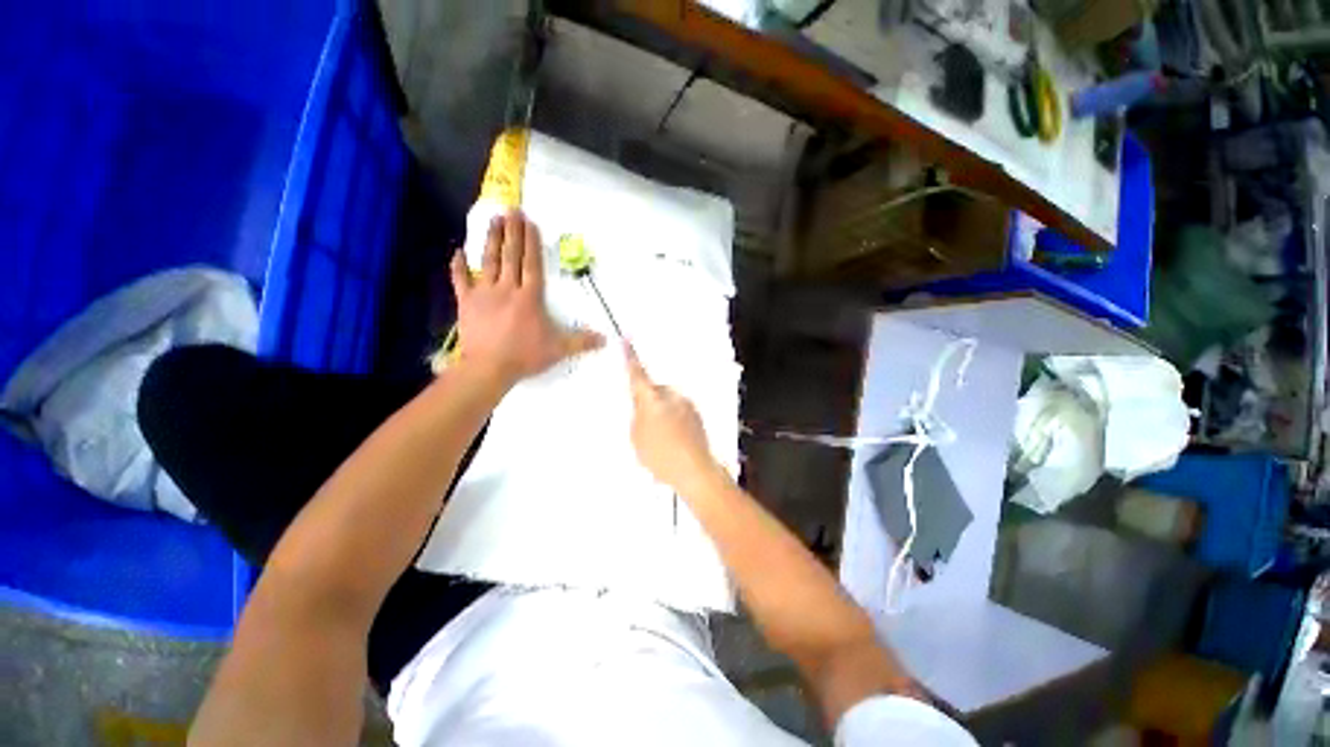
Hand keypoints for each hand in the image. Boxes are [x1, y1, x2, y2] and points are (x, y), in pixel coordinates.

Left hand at [451, 211, 603, 386]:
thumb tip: (605, 339)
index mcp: (530, 297)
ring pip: (488, 261)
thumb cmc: (525, 356)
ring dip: (491, 239)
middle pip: (511, 256)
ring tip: (493, 219)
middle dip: (513, 232)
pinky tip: (458, 251)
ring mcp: (485, 294)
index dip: (532, 243)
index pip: (532, 264)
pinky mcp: (467, 303)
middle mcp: (508, 289)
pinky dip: (458, 266)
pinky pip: (460, 280)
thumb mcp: (559, 349)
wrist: (489, 368)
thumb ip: (581, 341)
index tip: (530, 223)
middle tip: (511, 210)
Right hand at [624, 342, 723, 495]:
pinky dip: (675, 421)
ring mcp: (687, 404)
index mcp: (652, 399)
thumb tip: (643, 407)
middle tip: (646, 426)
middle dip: (650, 402)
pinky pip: (680, 412)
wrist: (695, 471)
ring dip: (663, 413)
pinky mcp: (698, 415)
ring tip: (662, 440)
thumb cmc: (661, 456)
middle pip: (655, 391)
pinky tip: (674, 441)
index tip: (626, 339)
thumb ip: (637, 416)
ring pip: (668, 402)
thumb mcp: (637, 437)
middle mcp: (672, 395)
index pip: (637, 374)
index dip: (630, 357)